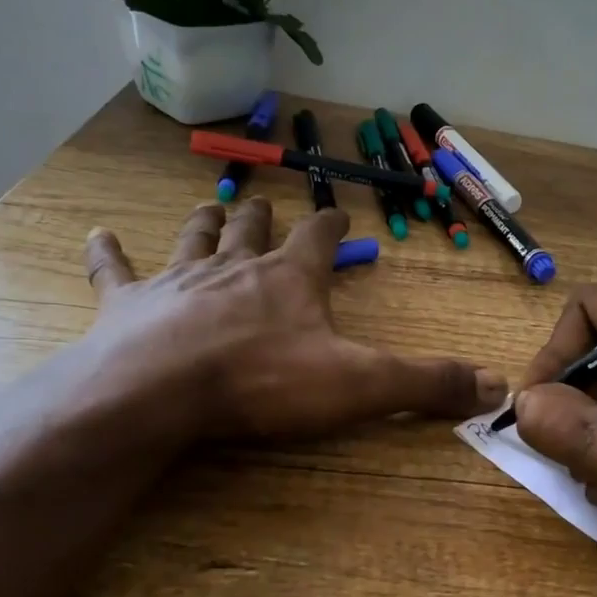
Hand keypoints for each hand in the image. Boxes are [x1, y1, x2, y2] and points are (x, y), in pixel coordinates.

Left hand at [62, 199, 506, 452]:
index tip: (338, 213)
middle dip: (263, 216)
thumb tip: (496, 384)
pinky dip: (108, 255)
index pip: (318, 239)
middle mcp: (236, 267)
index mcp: (290, 279)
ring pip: (195, 239)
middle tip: (265, 205)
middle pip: (252, 229)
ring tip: (211, 206)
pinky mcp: (129, 305)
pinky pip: (116, 272)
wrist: (161, 391)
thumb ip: (426, 382)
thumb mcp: (360, 383)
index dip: (331, 226)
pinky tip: (99, 236)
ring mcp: (178, 281)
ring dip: (205, 223)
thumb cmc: (264, 381)